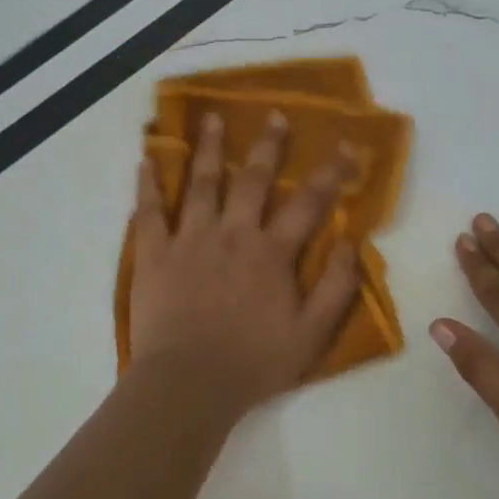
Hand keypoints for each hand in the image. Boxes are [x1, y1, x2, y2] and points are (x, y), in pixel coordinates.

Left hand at [128, 112, 359, 418]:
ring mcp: (190, 240)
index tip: (344, 144)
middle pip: (252, 180)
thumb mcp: (312, 334)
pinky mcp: (154, 254)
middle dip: (267, 145)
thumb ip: (336, 287)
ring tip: (212, 118)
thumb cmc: (254, 363)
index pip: (308, 203)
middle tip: (273, 115)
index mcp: (271, 253)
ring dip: (209, 148)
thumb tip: (351, 242)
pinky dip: (147, 184)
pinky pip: (149, 211)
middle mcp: (232, 234)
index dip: (330, 173)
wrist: (189, 384)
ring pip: (201, 183)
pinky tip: (146, 159)